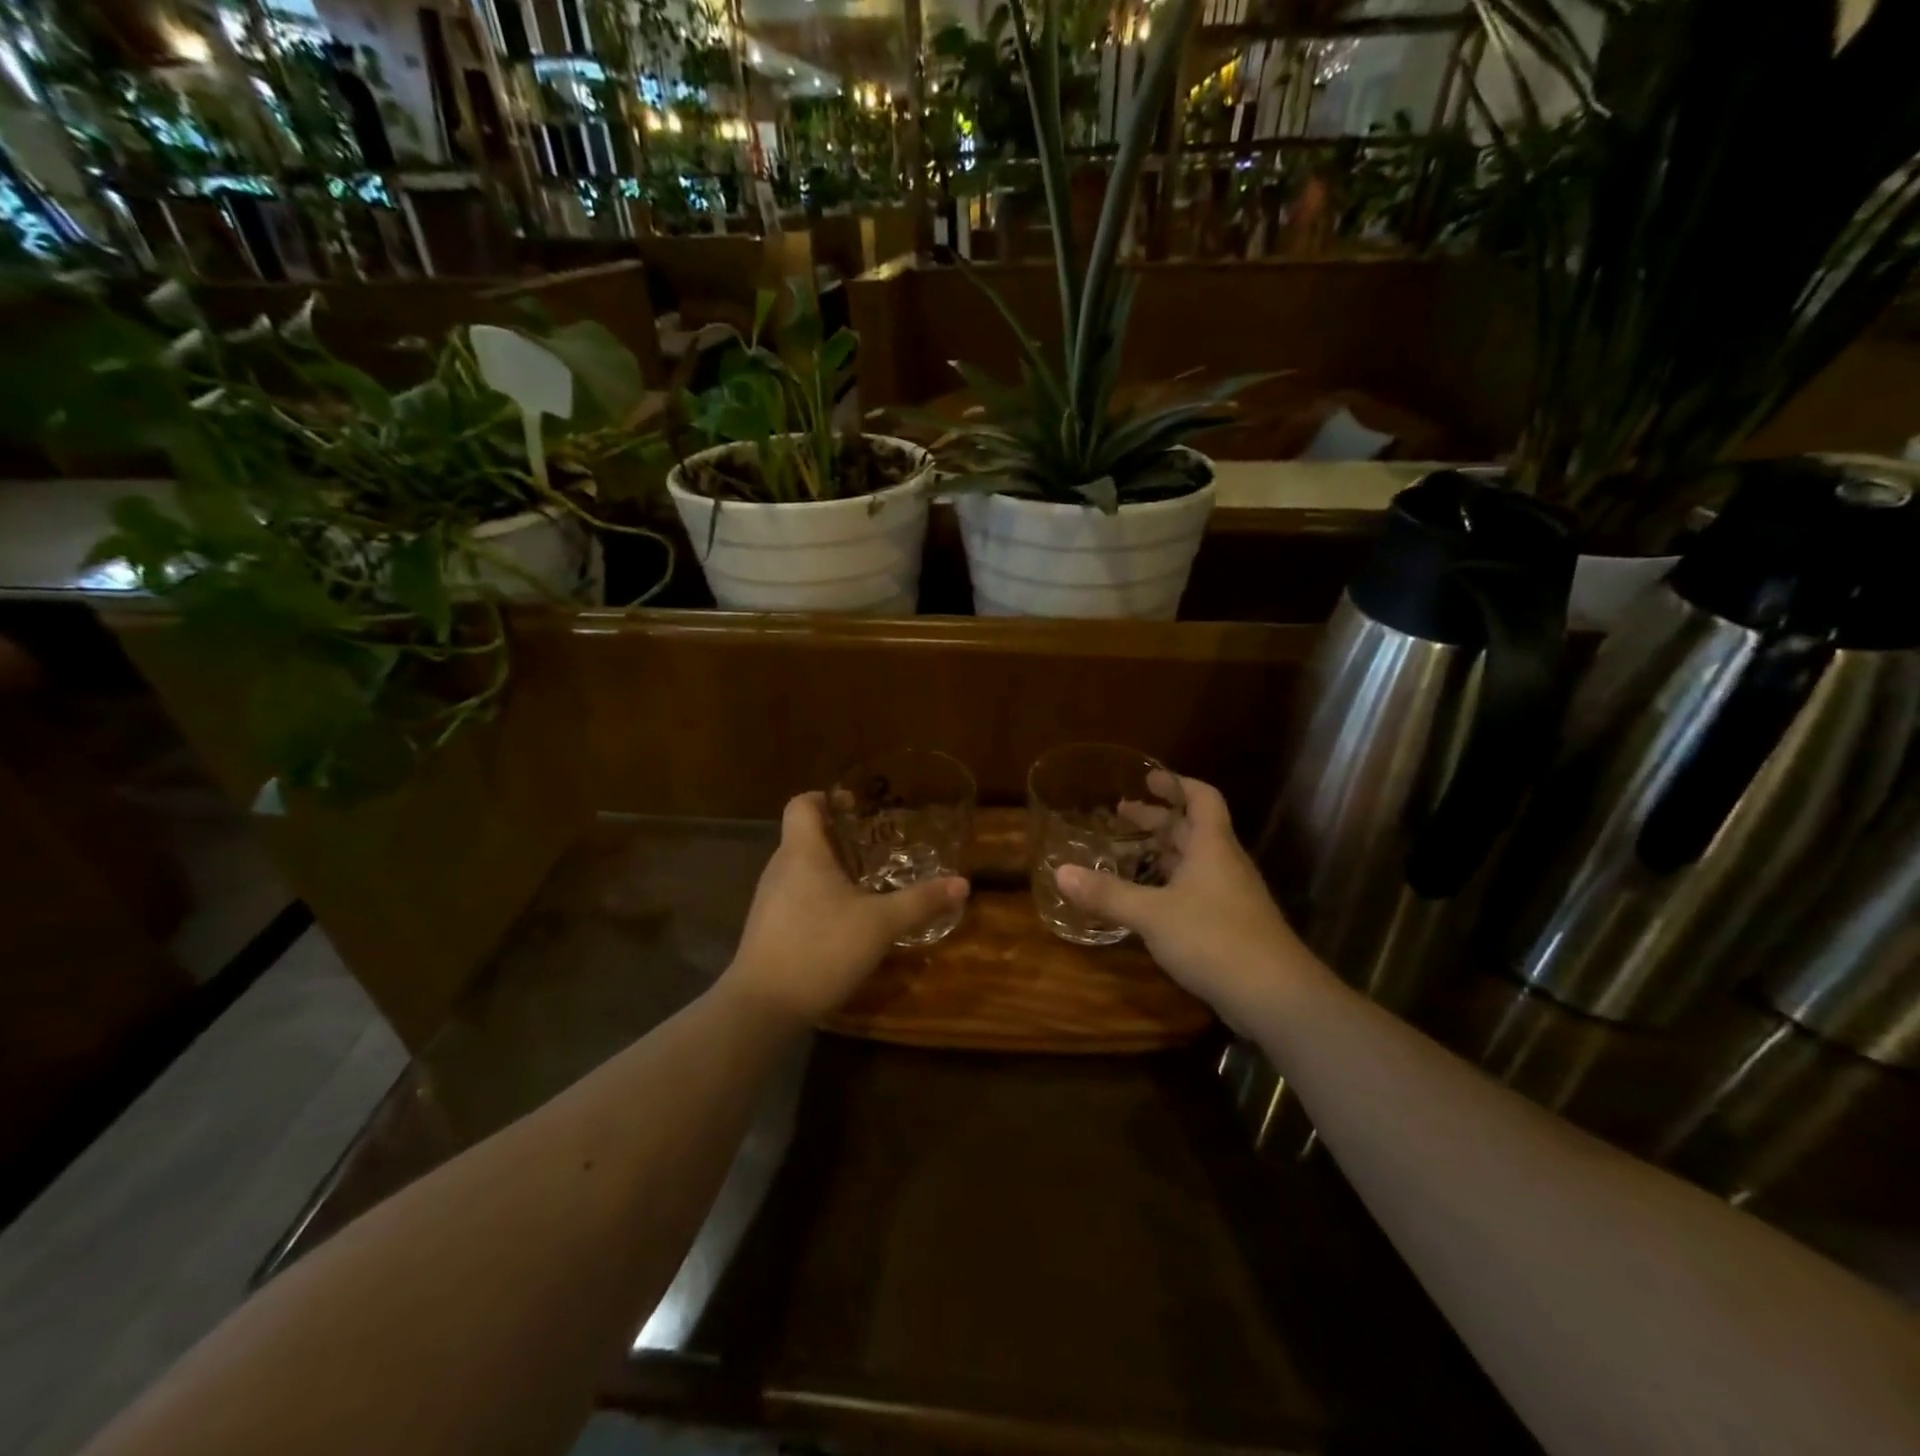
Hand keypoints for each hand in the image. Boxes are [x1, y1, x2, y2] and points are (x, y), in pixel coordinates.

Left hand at [722, 792, 969, 1023]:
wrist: (763, 1007)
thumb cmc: (820, 948)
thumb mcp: (880, 925)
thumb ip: (920, 901)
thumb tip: (962, 883)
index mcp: (802, 852)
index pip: (802, 804)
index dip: (827, 797)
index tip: (858, 807)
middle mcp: (780, 868)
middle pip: (806, 836)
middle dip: (841, 837)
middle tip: (878, 846)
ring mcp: (769, 900)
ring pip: (802, 869)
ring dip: (832, 869)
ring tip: (868, 882)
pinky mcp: (768, 928)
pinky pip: (796, 896)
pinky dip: (820, 897)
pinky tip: (846, 920)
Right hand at [1055, 774, 1315, 1031]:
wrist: (1275, 997)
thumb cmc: (1214, 938)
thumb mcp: (1152, 914)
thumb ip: (1107, 893)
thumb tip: (1060, 872)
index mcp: (1212, 846)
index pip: (1201, 798)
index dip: (1176, 784)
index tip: (1148, 778)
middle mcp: (1224, 864)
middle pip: (1192, 830)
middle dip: (1157, 820)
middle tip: (1121, 815)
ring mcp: (1231, 897)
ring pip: (1193, 862)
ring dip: (1162, 854)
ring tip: (1126, 855)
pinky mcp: (1230, 927)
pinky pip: (1195, 891)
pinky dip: (1169, 886)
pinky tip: (1146, 902)